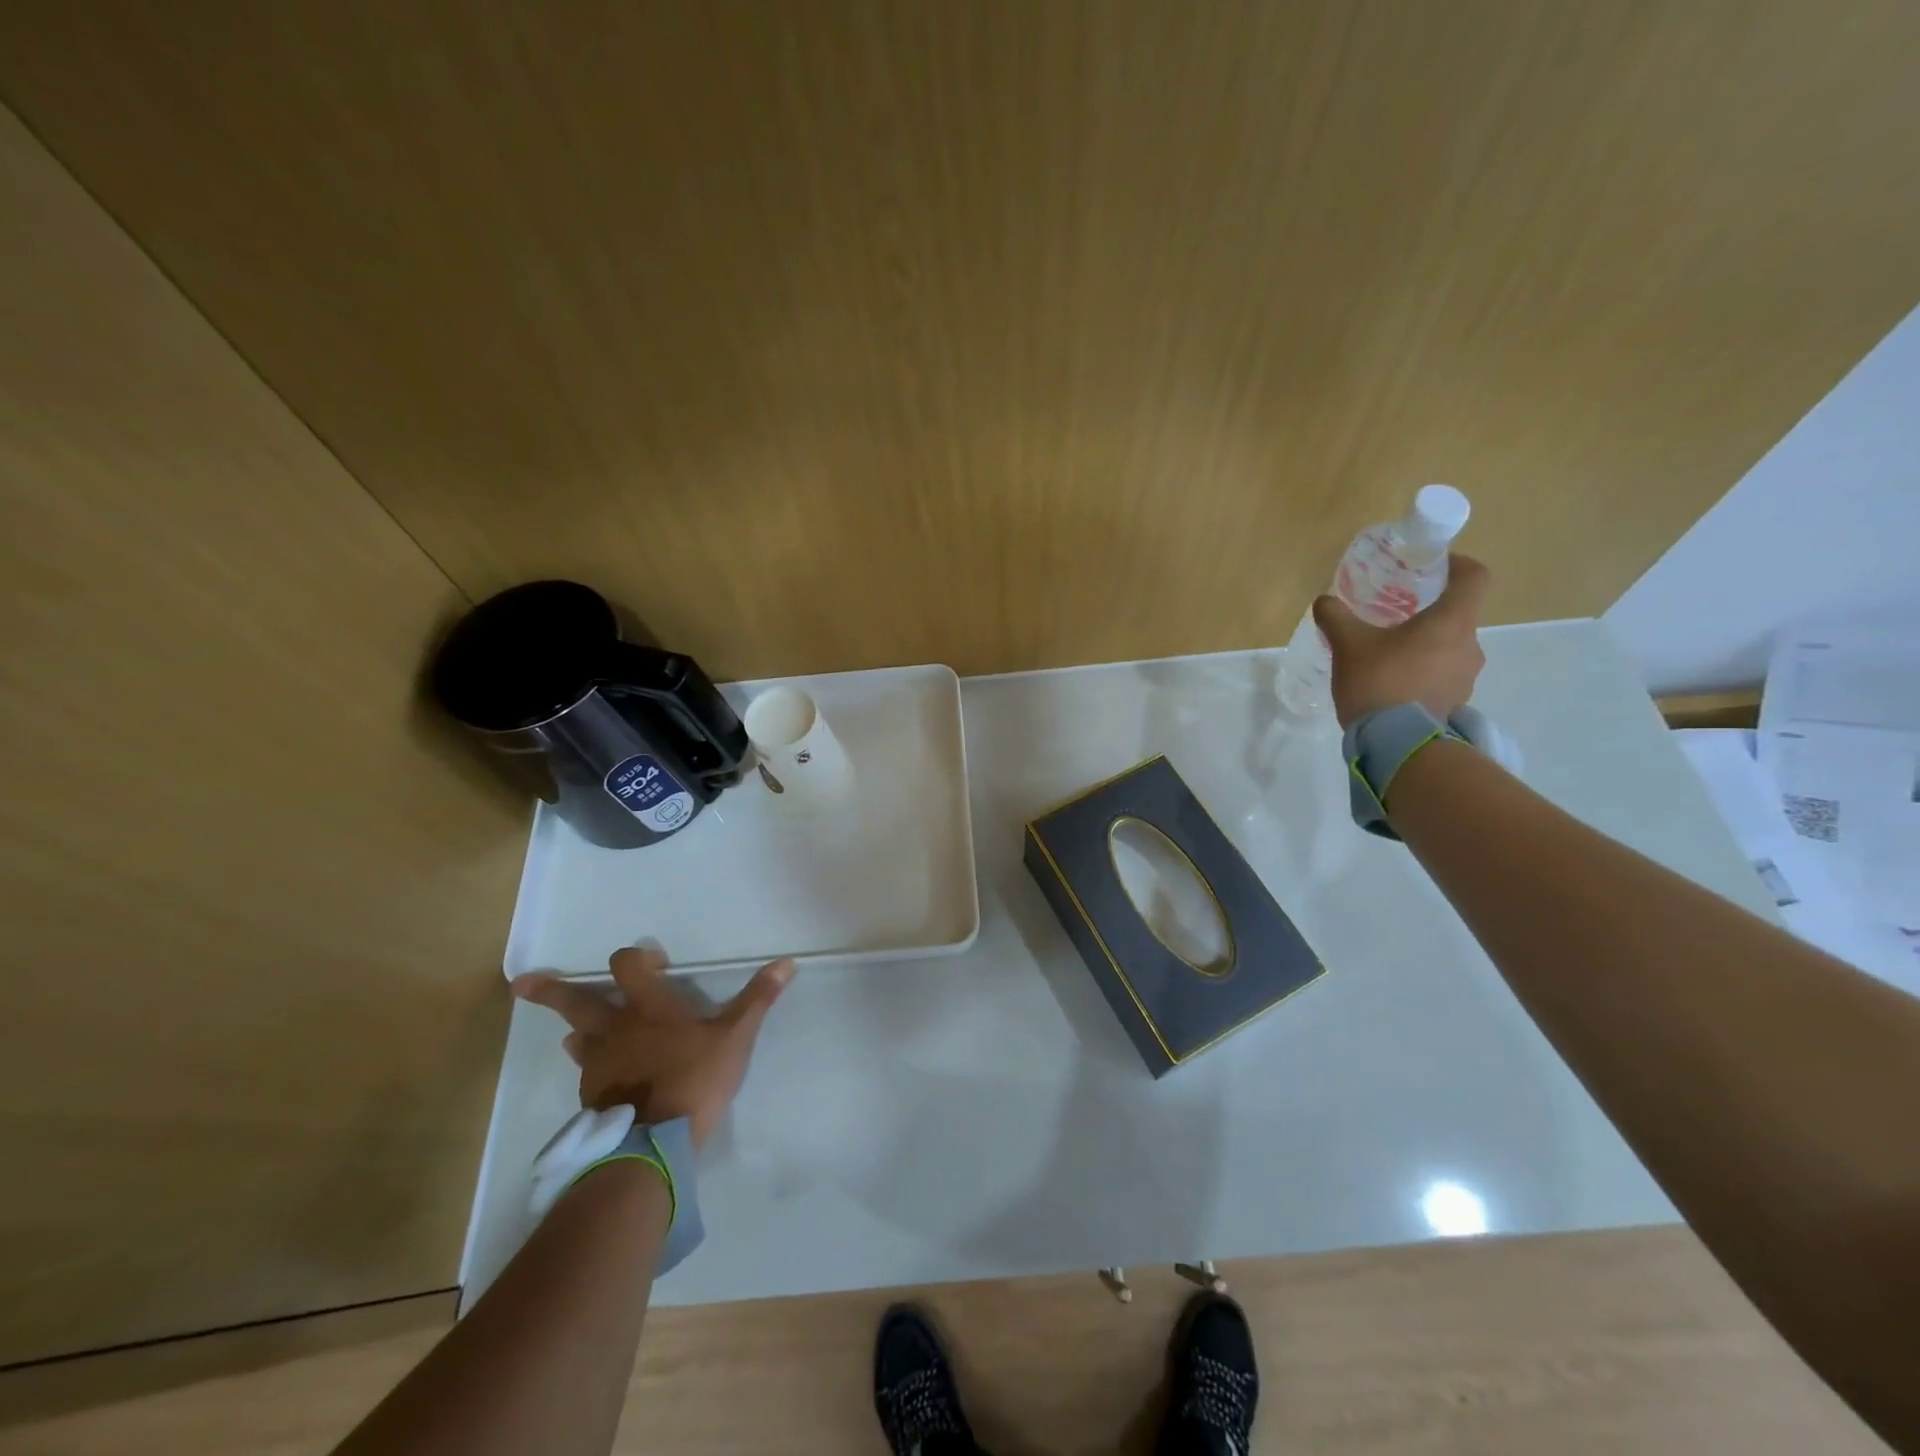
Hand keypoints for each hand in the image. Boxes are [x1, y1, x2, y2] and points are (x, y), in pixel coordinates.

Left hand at [511, 946, 794, 1147]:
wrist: (653, 1143)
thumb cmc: (695, 1078)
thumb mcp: (735, 1037)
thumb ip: (758, 999)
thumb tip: (787, 962)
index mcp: (647, 1007)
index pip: (627, 966)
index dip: (635, 958)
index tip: (650, 962)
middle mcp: (615, 1029)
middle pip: (576, 1001)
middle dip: (550, 990)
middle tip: (520, 984)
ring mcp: (598, 1064)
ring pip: (578, 1038)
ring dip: (578, 1030)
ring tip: (577, 1034)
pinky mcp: (593, 1096)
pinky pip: (586, 1072)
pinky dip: (591, 1065)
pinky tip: (600, 1076)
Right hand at [1312, 554, 1490, 727]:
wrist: (1397, 743)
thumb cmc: (1379, 681)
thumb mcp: (1348, 644)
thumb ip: (1336, 617)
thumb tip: (1324, 600)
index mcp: (1452, 622)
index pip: (1474, 578)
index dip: (1458, 565)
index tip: (1435, 566)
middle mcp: (1469, 646)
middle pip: (1458, 616)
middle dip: (1429, 614)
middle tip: (1395, 618)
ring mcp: (1466, 678)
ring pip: (1449, 649)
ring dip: (1425, 648)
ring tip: (1387, 657)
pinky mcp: (1456, 703)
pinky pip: (1442, 677)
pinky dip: (1423, 674)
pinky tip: (1392, 685)